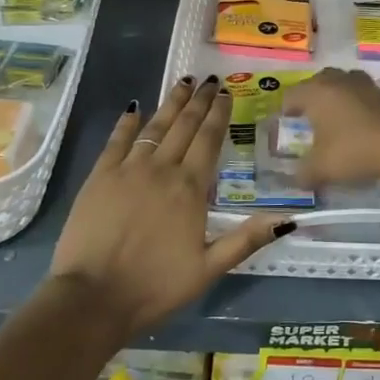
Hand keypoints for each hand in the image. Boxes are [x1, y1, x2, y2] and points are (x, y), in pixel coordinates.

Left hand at [48, 77, 292, 336]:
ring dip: (171, 103)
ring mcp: (128, 169)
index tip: (226, 93)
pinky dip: (128, 123)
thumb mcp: (209, 269)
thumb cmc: (155, 287)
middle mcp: (162, 169)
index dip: (219, 114)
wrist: (92, 298)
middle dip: (199, 101)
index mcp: (191, 188)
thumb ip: (246, 240)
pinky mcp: (99, 176)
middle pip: (184, 126)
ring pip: (155, 126)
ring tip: (183, 83)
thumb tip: (287, 219)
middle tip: (209, 80)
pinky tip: (135, 108)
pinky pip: (117, 140)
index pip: (210, 139)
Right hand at [288, 67, 379, 187]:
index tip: (286, 122)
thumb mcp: (321, 169)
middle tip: (309, 116)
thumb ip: (304, 174)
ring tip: (336, 117)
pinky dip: (358, 105)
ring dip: (338, 96)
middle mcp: (338, 81)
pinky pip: (364, 95)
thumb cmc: (354, 150)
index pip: (292, 95)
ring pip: (344, 83)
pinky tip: (360, 124)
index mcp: (316, 92)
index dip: (286, 109)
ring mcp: (365, 85)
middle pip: (318, 81)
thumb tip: (297, 179)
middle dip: (312, 96)